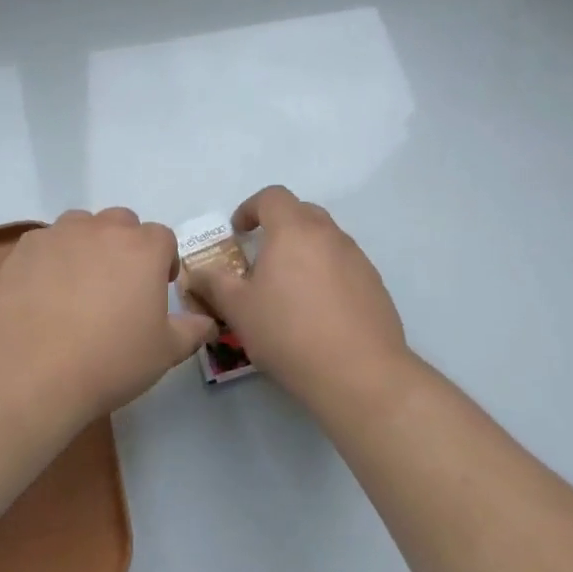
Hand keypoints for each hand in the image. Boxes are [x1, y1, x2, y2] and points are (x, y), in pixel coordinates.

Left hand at [0, 208, 216, 415]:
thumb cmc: (109, 361)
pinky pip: (46, 242)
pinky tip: (44, 292)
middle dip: (126, 246)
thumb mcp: (165, 353)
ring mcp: (59, 234)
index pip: (163, 238)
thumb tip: (207, 322)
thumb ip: (191, 330)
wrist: (31, 373)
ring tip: (80, 285)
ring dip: (88, 245)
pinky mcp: (25, 248)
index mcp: (143, 248)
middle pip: (122, 223)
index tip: (158, 288)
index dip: (163, 261)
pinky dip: (51, 258)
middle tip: (119, 286)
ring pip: (81, 225)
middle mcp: (102, 229)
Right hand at [184, 186, 410, 402]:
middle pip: (301, 212)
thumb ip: (214, 284)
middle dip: (278, 225)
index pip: (272, 197)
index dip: (250, 208)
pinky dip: (327, 273)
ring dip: (304, 250)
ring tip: (289, 287)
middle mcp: (329, 235)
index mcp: (293, 230)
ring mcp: (357, 258)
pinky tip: (318, 310)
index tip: (238, 232)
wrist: (360, 374)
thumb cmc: (289, 333)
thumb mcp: (238, 310)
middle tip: (262, 256)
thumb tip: (197, 273)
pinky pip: (344, 265)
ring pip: (325, 239)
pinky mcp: (375, 284)